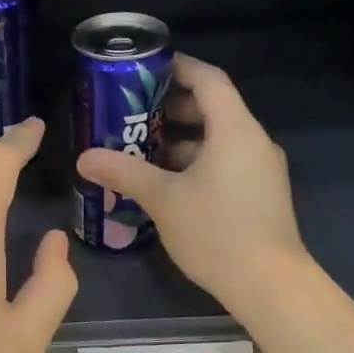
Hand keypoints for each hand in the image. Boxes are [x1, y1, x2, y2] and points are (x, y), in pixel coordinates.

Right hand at [75, 54, 306, 306]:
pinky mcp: (259, 193)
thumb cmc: (216, 231)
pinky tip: (165, 183)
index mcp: (235, 130)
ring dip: (180, 138)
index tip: (144, 68)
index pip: (208, 79)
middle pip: (213, 107)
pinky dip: (195, 161)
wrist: (269, 284)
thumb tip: (84, 158)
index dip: (177, 67)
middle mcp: (253, 141)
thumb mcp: (163, 199)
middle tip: (132, 112)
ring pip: (217, 138)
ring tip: (140, 149)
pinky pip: (224, 161)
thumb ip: (124, 172)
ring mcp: (260, 168)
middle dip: (171, 106)